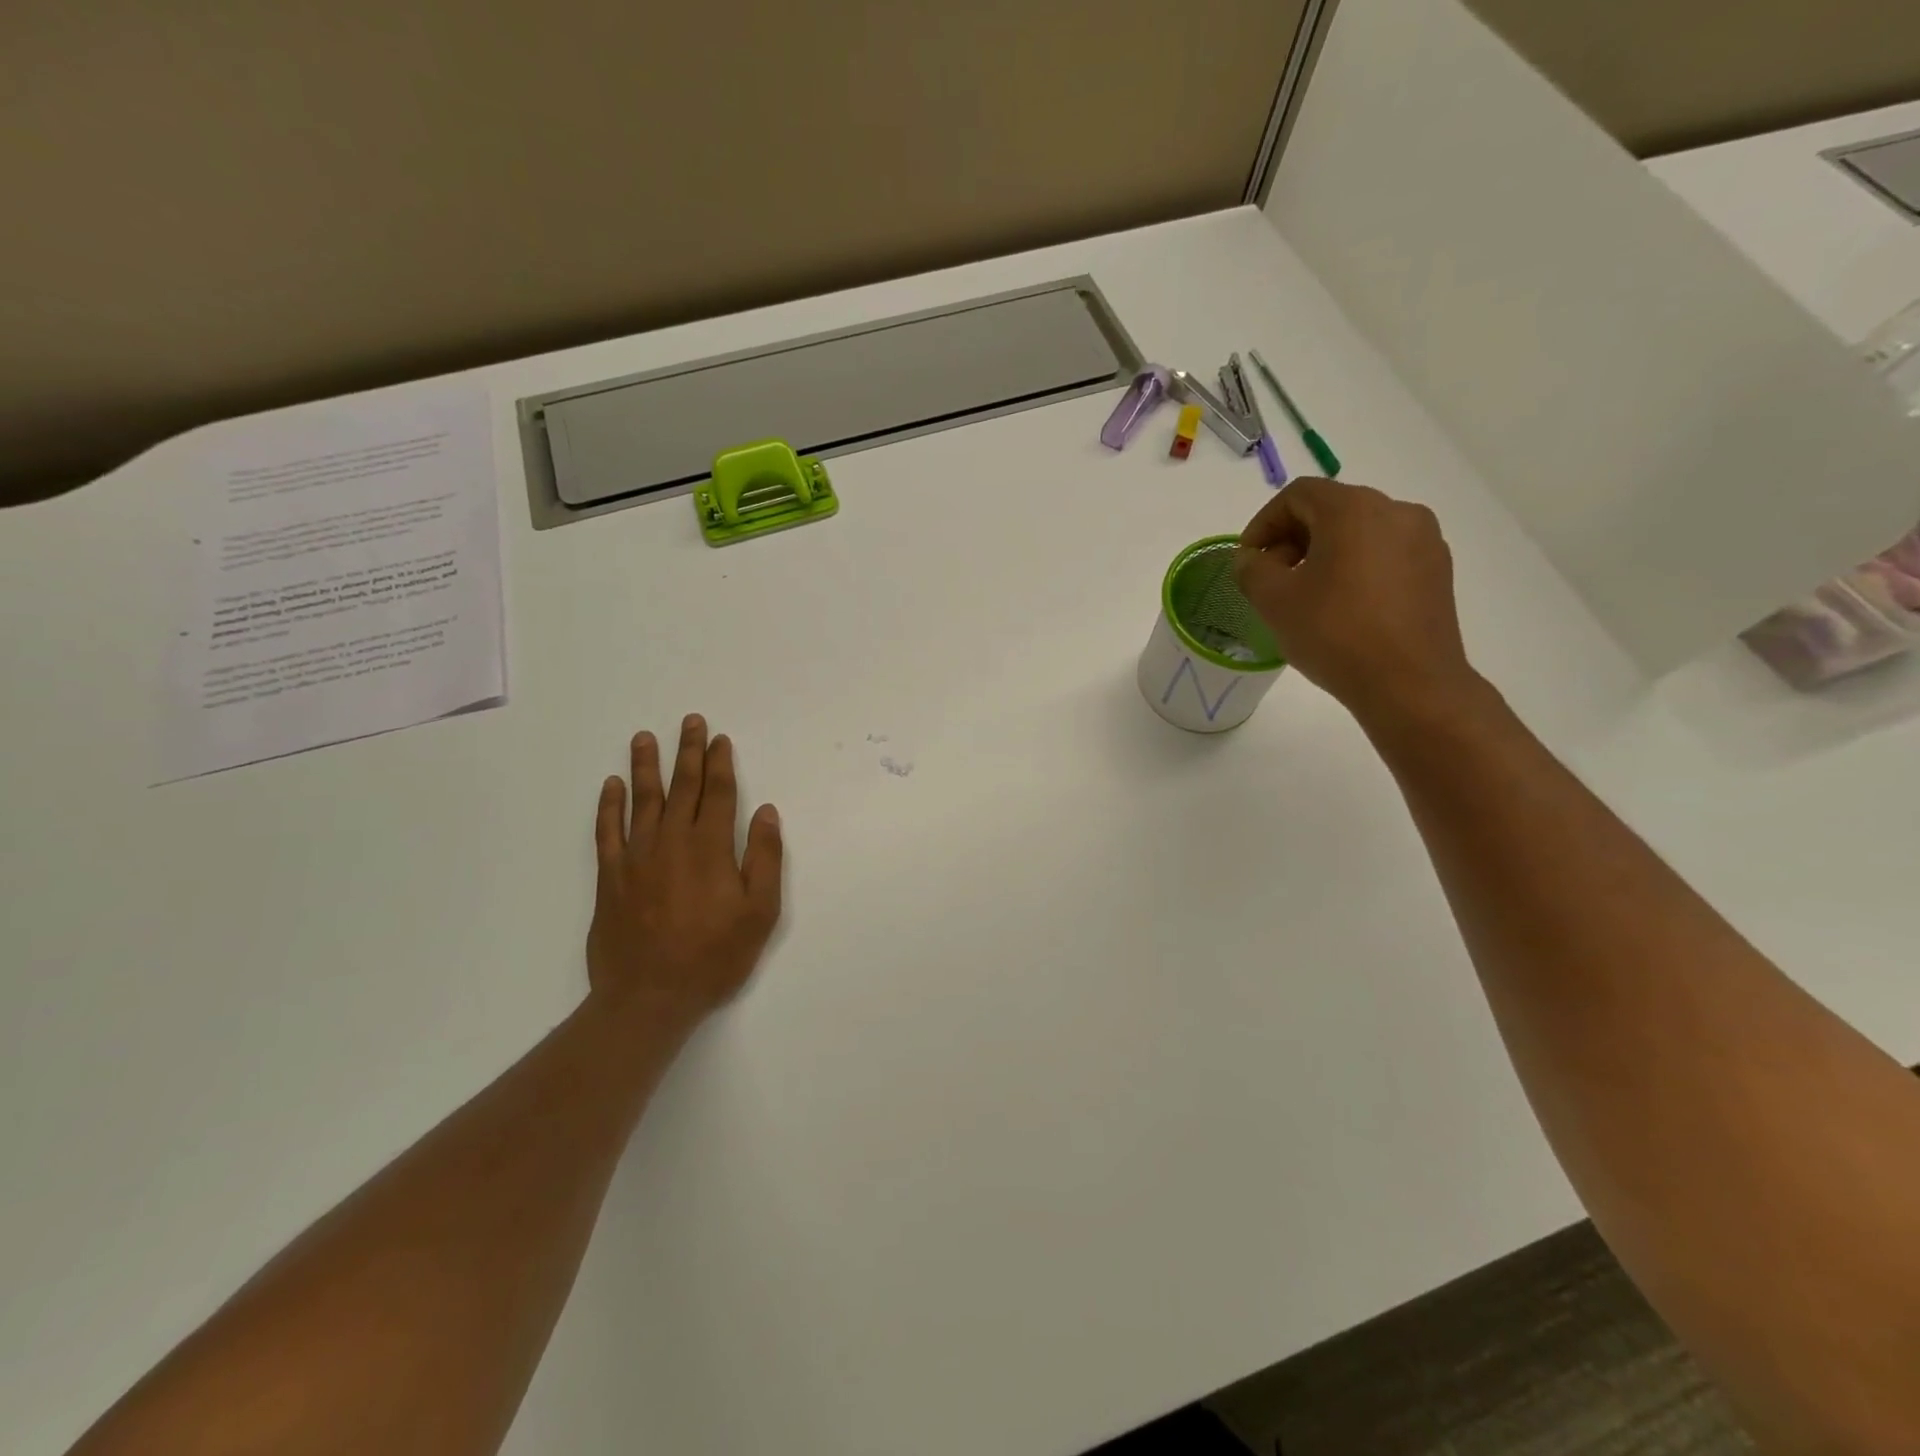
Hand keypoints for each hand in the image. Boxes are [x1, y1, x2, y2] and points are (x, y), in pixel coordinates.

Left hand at [587, 715, 782, 1032]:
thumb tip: (765, 812)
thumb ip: (764, 857)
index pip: (719, 793)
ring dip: (646, 766)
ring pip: (642, 800)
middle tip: (690, 721)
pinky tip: (611, 785)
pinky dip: (609, 806)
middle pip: (682, 787)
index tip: (720, 738)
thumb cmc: (714, 956)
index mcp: (710, 847)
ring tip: (645, 738)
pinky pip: (607, 831)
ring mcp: (637, 857)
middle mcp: (672, 841)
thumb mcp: (760, 912)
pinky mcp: (610, 877)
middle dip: (688, 752)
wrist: (649, 997)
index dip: (720, 763)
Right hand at [1234, 478, 1483, 728]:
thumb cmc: (1334, 634)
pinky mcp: (1437, 570)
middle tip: (1272, 579)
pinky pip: (1385, 554)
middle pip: (1331, 509)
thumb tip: (1253, 558)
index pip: (1297, 495)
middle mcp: (1396, 511)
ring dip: (1324, 554)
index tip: (1249, 560)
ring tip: (1306, 595)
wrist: (1409, 683)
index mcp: (1354, 509)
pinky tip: (1343, 606)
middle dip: (1293, 539)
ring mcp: (1424, 540)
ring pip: (1360, 532)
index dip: (1263, 523)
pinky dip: (1356, 567)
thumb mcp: (1274, 601)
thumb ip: (1252, 569)